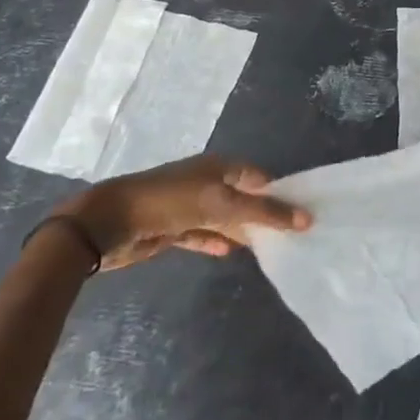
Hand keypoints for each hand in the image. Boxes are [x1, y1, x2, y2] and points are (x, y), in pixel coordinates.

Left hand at [53, 155, 310, 269]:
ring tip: (268, 250)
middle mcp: (207, 181)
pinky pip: (202, 234)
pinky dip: (215, 242)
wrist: (112, 221)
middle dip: (263, 216)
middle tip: (290, 238)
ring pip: (224, 219)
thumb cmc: (172, 201)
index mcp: (220, 166)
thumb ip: (264, 213)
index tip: (303, 215)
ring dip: (241, 232)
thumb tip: (307, 219)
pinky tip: (229, 253)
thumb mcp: (223, 203)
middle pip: (243, 198)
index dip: (281, 194)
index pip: (260, 178)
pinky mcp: (172, 228)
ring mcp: (189, 205)